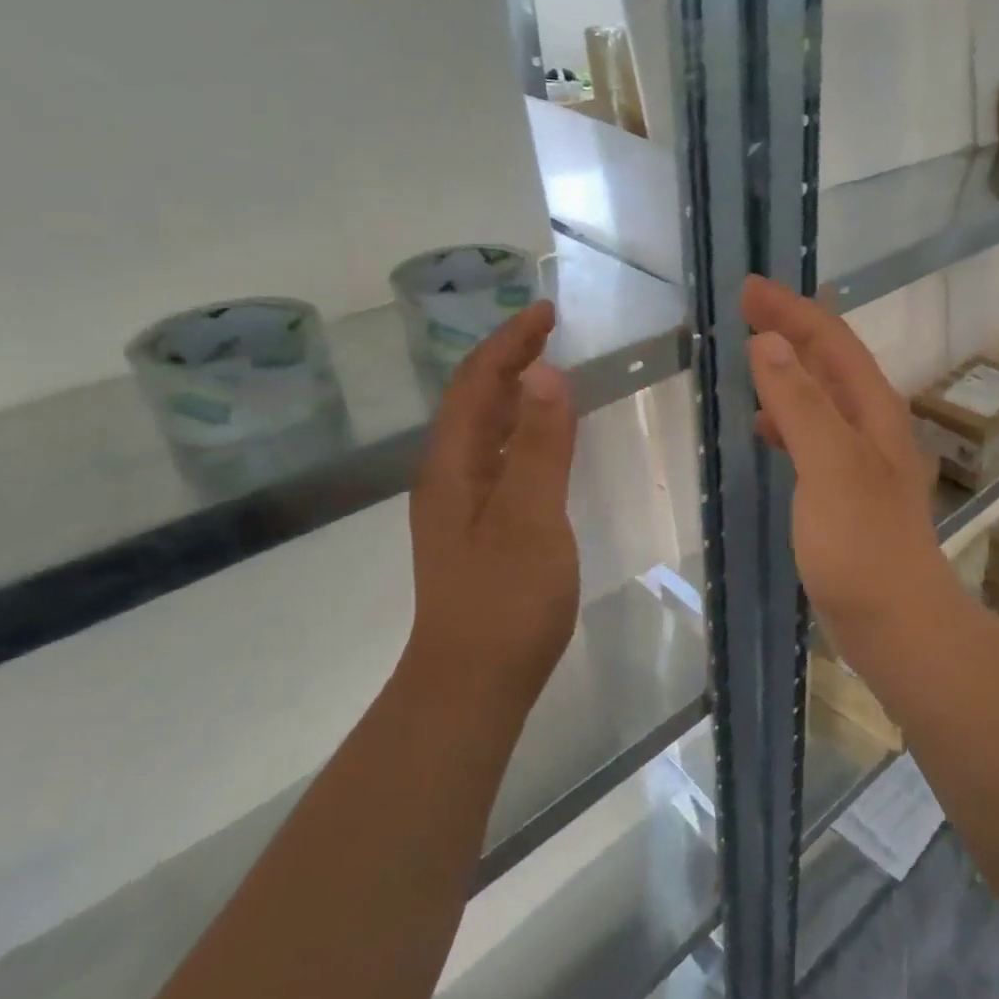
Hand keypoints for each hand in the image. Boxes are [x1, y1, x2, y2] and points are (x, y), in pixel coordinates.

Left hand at [405, 301, 579, 706]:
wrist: (472, 686)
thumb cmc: (505, 601)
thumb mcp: (530, 518)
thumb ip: (540, 446)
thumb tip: (545, 372)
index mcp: (454, 467)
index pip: (477, 384)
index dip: (509, 343)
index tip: (546, 312)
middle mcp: (449, 478)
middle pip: (474, 401)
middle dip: (508, 358)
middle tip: (549, 330)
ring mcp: (461, 507)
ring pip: (484, 430)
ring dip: (512, 392)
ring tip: (548, 370)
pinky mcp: (479, 530)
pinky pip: (499, 459)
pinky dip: (522, 431)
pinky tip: (545, 441)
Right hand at [742, 276, 960, 656]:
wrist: (897, 623)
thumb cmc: (863, 544)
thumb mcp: (829, 466)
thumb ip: (801, 404)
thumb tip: (770, 342)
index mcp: (872, 410)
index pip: (832, 341)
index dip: (792, 310)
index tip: (749, 288)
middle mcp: (871, 425)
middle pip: (830, 361)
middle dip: (790, 329)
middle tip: (745, 310)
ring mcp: (860, 459)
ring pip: (821, 396)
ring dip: (788, 370)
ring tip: (750, 357)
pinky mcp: (845, 490)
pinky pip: (812, 433)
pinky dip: (787, 417)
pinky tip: (765, 428)